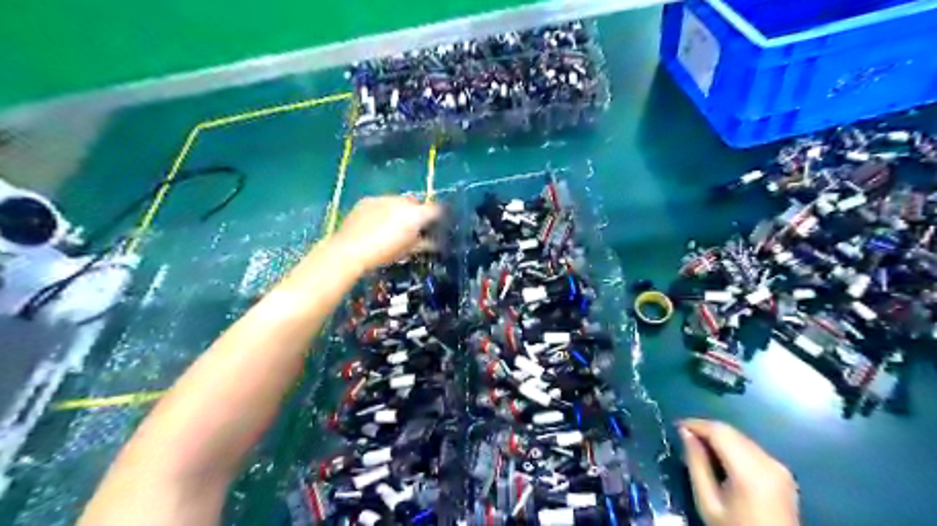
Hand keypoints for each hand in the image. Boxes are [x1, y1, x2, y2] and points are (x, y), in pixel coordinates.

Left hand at [329, 195, 439, 272]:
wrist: (350, 250)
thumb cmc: (384, 254)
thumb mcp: (408, 251)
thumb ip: (424, 243)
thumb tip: (434, 242)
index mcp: (415, 214)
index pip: (436, 209)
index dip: (439, 216)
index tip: (437, 225)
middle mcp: (402, 201)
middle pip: (416, 203)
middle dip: (417, 213)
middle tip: (414, 228)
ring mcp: (383, 198)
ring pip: (398, 201)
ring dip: (400, 211)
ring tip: (393, 226)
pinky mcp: (367, 200)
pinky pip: (381, 203)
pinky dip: (383, 210)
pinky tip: (377, 223)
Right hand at [678, 420, 800, 525]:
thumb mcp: (708, 502)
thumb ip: (696, 464)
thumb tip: (685, 433)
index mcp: (750, 470)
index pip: (719, 431)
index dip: (696, 424)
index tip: (676, 426)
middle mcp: (768, 461)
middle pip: (731, 432)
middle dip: (706, 430)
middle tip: (685, 438)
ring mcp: (779, 466)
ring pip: (741, 438)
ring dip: (719, 438)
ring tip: (700, 449)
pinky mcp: (782, 472)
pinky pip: (751, 449)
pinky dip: (733, 447)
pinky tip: (721, 459)